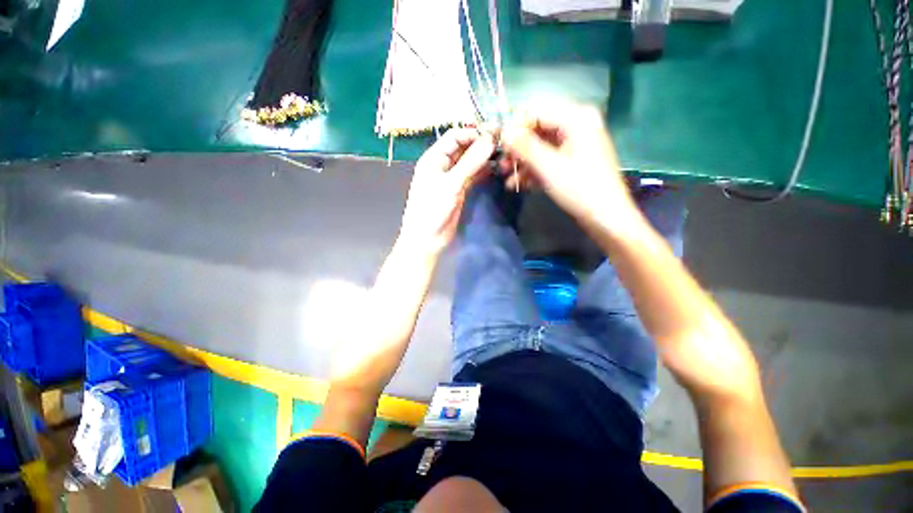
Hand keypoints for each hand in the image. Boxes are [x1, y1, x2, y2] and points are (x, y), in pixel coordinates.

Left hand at [399, 128, 495, 254]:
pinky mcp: (459, 191)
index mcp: (434, 158)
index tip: (494, 134)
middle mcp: (442, 165)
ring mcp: (451, 178)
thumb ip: (470, 162)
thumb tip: (490, 140)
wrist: (428, 239)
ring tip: (503, 155)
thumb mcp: (450, 184)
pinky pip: (472, 176)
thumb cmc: (432, 209)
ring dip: (483, 158)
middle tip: (503, 143)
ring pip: (469, 162)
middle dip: (480, 144)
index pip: (454, 136)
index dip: (473, 133)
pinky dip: (482, 172)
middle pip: (463, 148)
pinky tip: (496, 168)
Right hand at [500, 102, 640, 232]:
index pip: (536, 112)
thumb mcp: (548, 166)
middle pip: (537, 131)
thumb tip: (504, 133)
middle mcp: (576, 125)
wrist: (605, 217)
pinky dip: (533, 171)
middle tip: (501, 166)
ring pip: (540, 148)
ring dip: (522, 164)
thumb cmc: (579, 188)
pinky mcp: (572, 162)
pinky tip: (518, 185)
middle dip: (517, 150)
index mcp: (576, 118)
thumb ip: (524, 147)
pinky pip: (548, 160)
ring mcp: (574, 145)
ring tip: (507, 180)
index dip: (515, 128)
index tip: (499, 146)